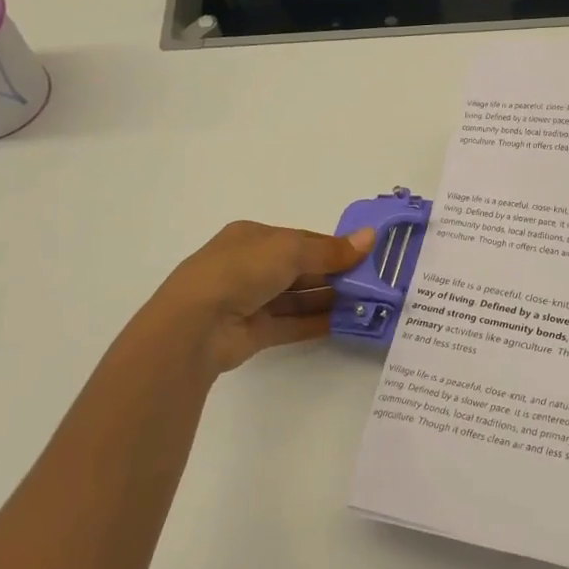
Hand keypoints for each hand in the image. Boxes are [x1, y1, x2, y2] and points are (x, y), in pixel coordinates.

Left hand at [135, 220, 375, 375]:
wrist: (195, 325)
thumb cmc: (241, 271)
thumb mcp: (290, 250)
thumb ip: (331, 250)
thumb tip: (371, 236)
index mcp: (253, 237)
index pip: (301, 239)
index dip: (333, 247)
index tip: (365, 256)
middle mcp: (251, 266)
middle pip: (302, 268)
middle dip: (335, 275)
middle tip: (373, 283)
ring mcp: (251, 300)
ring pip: (299, 297)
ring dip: (330, 300)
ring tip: (366, 305)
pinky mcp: (254, 332)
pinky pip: (292, 324)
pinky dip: (317, 323)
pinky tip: (345, 324)